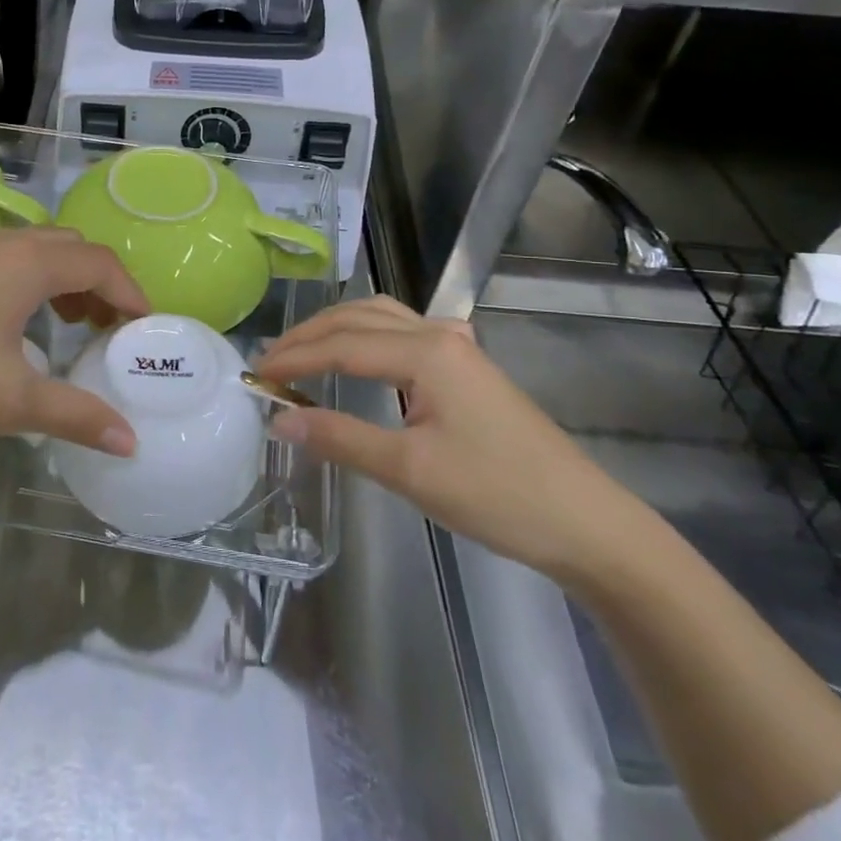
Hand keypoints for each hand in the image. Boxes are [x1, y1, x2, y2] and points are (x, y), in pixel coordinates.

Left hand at [0, 228, 147, 464]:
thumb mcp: (7, 399)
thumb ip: (75, 415)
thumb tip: (129, 441)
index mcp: (24, 262)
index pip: (99, 262)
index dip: (129, 292)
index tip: (142, 327)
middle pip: (66, 247)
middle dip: (95, 283)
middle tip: (103, 329)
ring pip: (25, 248)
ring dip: (54, 279)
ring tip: (57, 324)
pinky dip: (16, 278)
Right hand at [255, 296, 642, 581]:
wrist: (586, 523)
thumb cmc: (497, 496)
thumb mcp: (410, 471)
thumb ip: (340, 438)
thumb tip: (279, 420)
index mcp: (425, 351)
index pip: (341, 345)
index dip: (294, 359)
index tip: (254, 376)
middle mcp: (439, 334)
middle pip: (357, 319)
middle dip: (308, 336)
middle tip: (269, 363)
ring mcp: (457, 347)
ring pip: (380, 317)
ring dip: (336, 329)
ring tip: (301, 353)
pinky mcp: (466, 366)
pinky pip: (401, 331)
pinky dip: (364, 335)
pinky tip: (358, 354)